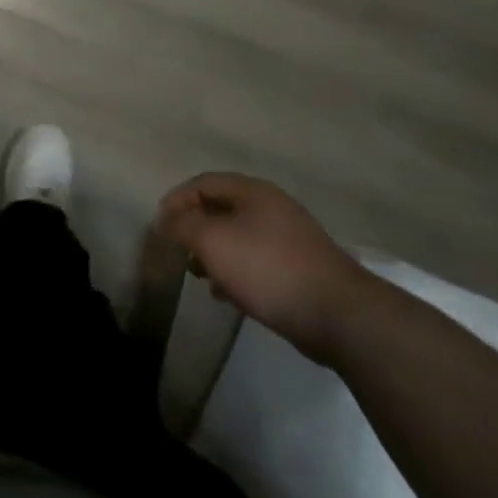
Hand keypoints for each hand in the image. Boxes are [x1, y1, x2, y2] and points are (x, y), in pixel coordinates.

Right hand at [156, 173, 374, 363]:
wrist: (338, 314)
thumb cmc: (266, 267)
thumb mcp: (212, 240)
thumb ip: (182, 225)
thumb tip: (165, 220)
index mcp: (253, 192)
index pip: (203, 182)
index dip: (176, 200)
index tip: (159, 226)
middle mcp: (272, 208)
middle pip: (221, 208)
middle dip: (194, 228)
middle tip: (178, 251)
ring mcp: (290, 238)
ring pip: (238, 237)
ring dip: (213, 253)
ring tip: (199, 275)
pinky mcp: (300, 268)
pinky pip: (256, 261)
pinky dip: (235, 271)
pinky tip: (226, 294)